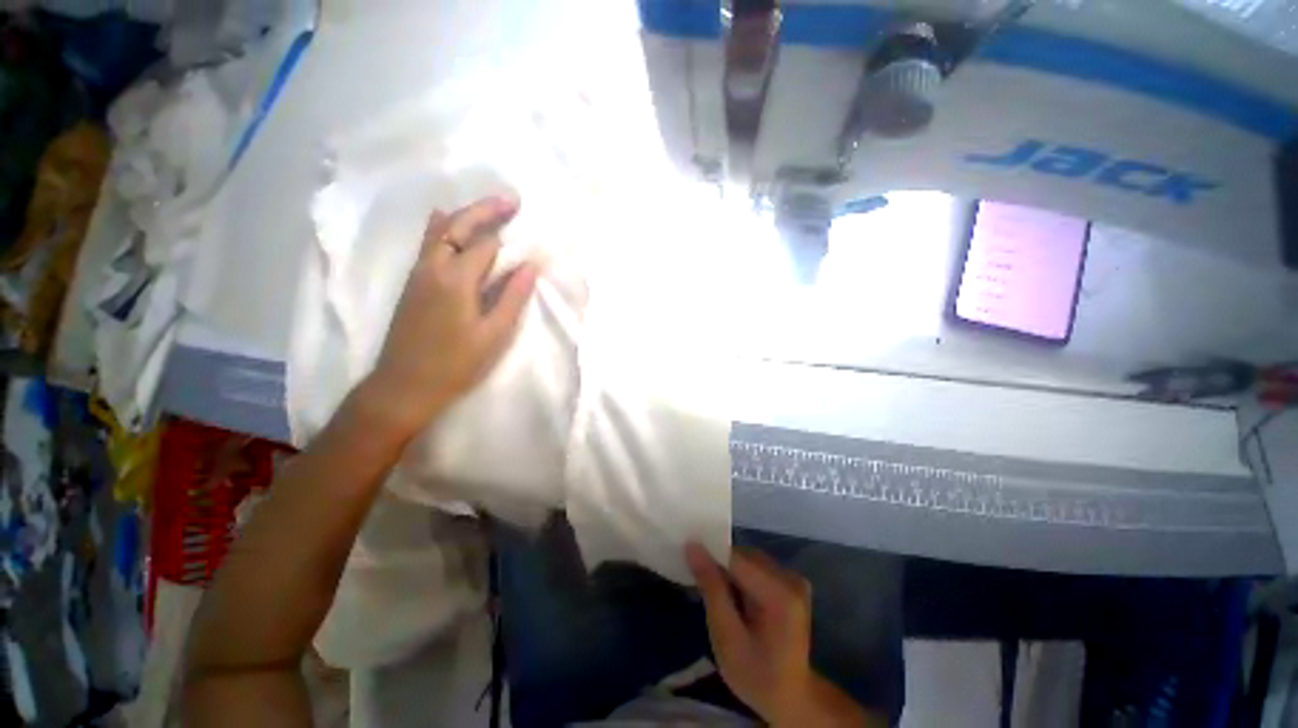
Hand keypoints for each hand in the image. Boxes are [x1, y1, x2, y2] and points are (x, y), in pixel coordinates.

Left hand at [362, 196, 538, 437]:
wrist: (404, 385)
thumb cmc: (456, 363)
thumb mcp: (494, 334)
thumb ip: (512, 297)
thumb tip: (530, 265)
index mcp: (456, 279)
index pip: (486, 245)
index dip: (510, 239)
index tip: (532, 235)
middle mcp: (433, 266)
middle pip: (458, 226)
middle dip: (486, 210)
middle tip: (512, 200)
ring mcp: (418, 273)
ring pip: (440, 231)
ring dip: (465, 215)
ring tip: (489, 209)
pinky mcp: (412, 283)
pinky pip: (428, 243)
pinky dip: (443, 227)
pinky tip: (447, 222)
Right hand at [686, 543, 871, 726]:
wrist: (791, 698)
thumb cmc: (756, 675)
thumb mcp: (726, 638)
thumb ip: (711, 589)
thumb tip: (693, 547)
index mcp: (779, 594)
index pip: (736, 559)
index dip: (709, 556)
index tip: (687, 563)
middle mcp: (790, 578)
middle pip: (743, 557)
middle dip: (720, 566)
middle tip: (700, 588)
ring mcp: (793, 578)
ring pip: (748, 559)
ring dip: (730, 572)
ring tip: (717, 596)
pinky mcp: (790, 582)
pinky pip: (757, 567)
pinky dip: (741, 577)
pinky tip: (734, 598)